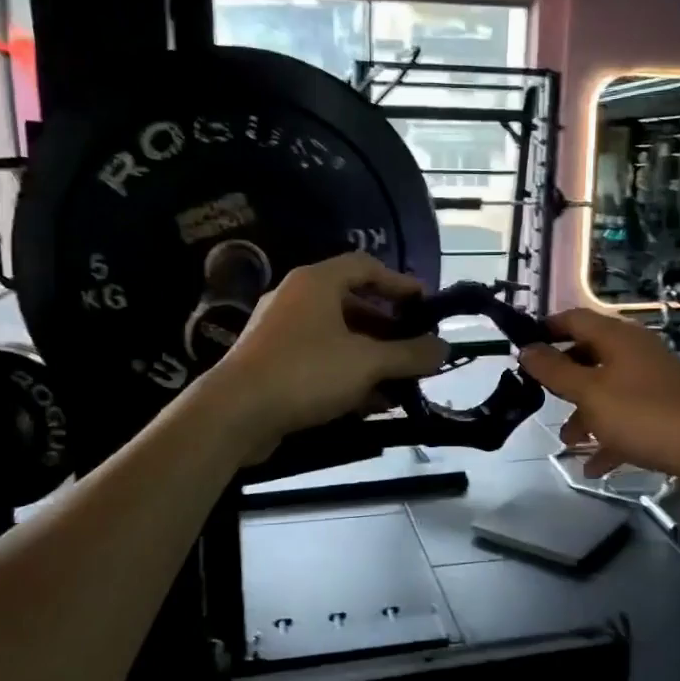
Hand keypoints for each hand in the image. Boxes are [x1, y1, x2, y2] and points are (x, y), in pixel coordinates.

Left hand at [208, 252, 446, 454]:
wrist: (235, 413)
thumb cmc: (306, 372)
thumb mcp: (368, 363)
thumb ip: (410, 354)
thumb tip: (444, 348)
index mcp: (316, 282)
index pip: (365, 266)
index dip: (399, 283)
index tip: (426, 305)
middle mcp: (297, 300)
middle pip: (353, 305)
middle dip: (389, 330)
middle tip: (416, 350)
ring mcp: (281, 333)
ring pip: (338, 339)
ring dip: (372, 359)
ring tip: (402, 384)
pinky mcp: (273, 365)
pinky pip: (320, 362)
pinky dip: (348, 376)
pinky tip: (372, 403)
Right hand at [519, 308, 679, 482]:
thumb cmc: (645, 414)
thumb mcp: (590, 393)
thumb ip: (555, 372)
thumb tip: (527, 349)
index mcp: (616, 338)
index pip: (574, 319)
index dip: (546, 330)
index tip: (521, 351)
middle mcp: (635, 354)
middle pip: (589, 356)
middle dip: (563, 380)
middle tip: (539, 399)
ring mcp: (653, 383)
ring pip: (607, 392)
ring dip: (584, 415)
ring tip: (568, 442)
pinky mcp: (666, 413)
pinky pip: (628, 420)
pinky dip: (609, 438)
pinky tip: (595, 467)